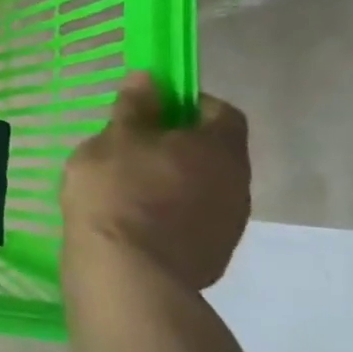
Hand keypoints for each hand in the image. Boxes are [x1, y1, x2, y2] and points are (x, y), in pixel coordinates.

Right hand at [60, 72, 250, 292]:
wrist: (126, 272)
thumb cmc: (118, 190)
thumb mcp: (114, 139)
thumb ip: (135, 107)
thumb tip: (150, 79)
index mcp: (218, 147)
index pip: (220, 111)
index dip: (189, 105)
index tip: (153, 110)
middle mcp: (237, 183)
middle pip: (215, 152)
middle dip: (180, 146)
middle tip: (134, 148)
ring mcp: (229, 225)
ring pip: (205, 189)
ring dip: (176, 183)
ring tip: (130, 188)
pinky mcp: (212, 256)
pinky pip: (194, 222)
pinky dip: (171, 215)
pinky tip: (135, 222)